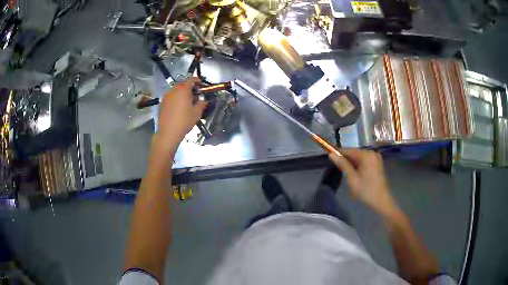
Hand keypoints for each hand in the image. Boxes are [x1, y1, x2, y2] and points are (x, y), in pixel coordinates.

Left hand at [157, 77, 207, 146]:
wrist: (168, 132)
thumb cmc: (184, 121)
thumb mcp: (196, 113)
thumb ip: (201, 104)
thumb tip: (204, 101)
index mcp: (183, 90)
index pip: (190, 80)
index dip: (196, 80)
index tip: (200, 83)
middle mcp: (173, 90)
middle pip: (182, 84)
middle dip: (189, 87)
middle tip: (194, 94)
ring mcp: (166, 96)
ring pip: (176, 91)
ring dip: (182, 93)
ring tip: (186, 102)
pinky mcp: (162, 103)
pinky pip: (171, 97)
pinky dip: (175, 98)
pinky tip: (178, 107)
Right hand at [328, 149, 398, 217]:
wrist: (382, 201)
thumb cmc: (366, 191)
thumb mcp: (352, 179)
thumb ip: (343, 165)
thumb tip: (331, 154)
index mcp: (367, 155)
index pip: (349, 150)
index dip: (338, 153)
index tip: (328, 155)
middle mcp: (372, 153)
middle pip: (354, 153)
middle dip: (345, 159)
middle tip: (337, 168)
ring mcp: (376, 158)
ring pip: (359, 158)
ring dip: (352, 163)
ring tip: (345, 173)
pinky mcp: (377, 164)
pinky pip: (364, 161)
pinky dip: (358, 166)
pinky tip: (354, 174)